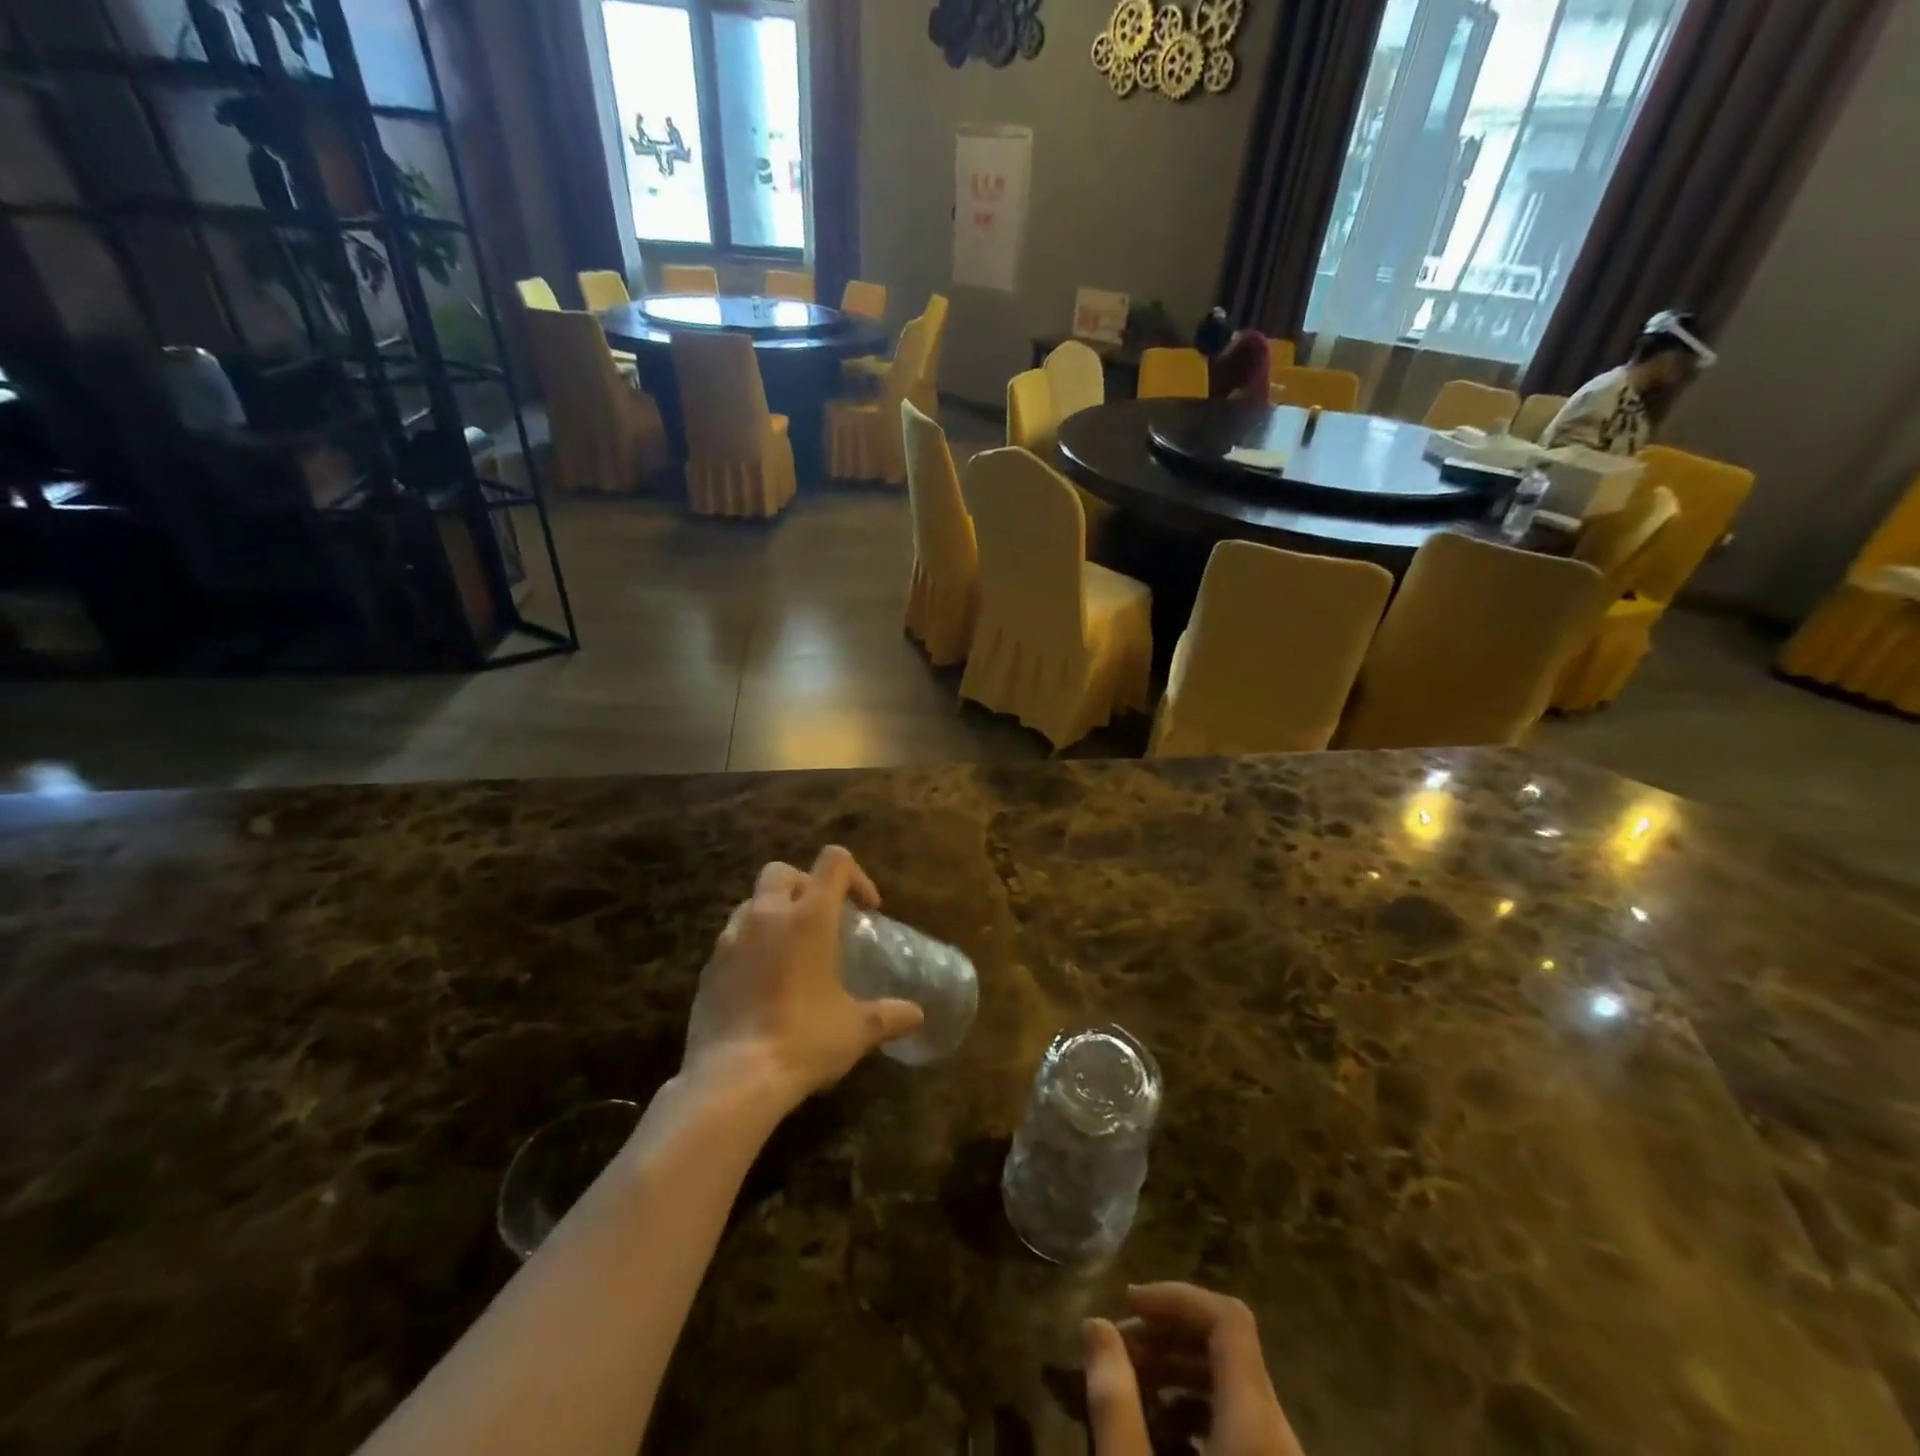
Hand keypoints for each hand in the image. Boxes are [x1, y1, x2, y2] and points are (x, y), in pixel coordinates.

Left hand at [682, 846, 924, 1109]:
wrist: (732, 1080)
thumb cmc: (804, 1041)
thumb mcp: (856, 1030)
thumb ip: (888, 1015)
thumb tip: (916, 1015)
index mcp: (808, 917)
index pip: (833, 861)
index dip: (855, 876)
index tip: (866, 909)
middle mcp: (766, 916)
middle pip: (782, 871)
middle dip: (805, 885)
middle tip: (822, 919)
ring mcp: (730, 940)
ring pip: (751, 903)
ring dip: (773, 914)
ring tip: (790, 950)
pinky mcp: (708, 969)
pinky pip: (731, 941)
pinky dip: (750, 947)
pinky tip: (763, 983)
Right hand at [1084, 1283, 1303, 1455]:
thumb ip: (1115, 1402)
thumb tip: (1095, 1324)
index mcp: (1257, 1426)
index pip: (1229, 1317)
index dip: (1177, 1296)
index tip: (1127, 1304)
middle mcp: (1282, 1440)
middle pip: (1230, 1350)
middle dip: (1168, 1335)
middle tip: (1117, 1351)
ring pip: (1235, 1390)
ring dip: (1179, 1372)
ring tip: (1129, 1391)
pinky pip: (1244, 1430)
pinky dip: (1199, 1413)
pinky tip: (1160, 1439)